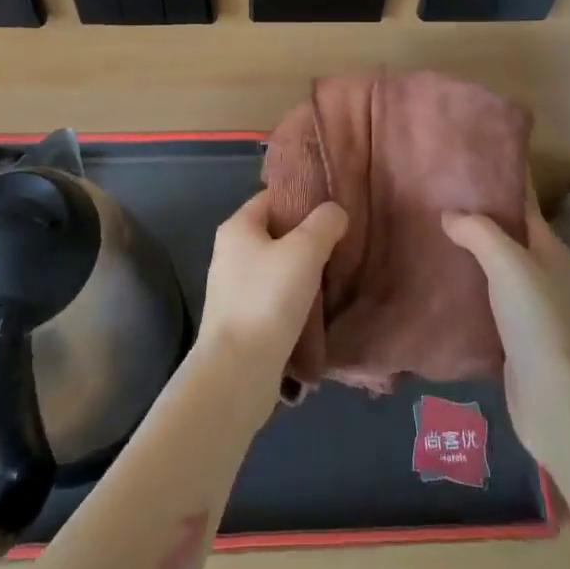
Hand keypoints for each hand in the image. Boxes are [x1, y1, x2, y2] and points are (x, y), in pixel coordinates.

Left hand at [193, 191, 346, 416]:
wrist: (238, 371)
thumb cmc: (268, 299)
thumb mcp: (305, 250)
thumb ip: (324, 223)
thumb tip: (335, 212)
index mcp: (237, 227)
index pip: (273, 197)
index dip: (303, 198)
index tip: (334, 208)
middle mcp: (229, 252)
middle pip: (276, 232)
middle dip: (307, 237)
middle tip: (340, 243)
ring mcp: (232, 288)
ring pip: (276, 267)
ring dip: (302, 271)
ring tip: (334, 276)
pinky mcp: (240, 320)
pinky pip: (273, 296)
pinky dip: (293, 298)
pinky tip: (316, 308)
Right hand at [443, 198, 569, 464]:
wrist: (558, 403)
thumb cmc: (539, 321)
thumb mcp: (509, 264)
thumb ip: (479, 232)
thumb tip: (449, 214)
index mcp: (550, 248)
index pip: (523, 202)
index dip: (498, 179)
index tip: (464, 161)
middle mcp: (544, 273)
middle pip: (507, 234)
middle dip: (476, 216)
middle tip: (433, 196)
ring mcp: (531, 307)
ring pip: (495, 269)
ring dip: (468, 253)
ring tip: (427, 234)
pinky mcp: (514, 338)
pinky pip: (486, 301)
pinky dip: (465, 289)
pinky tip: (437, 285)